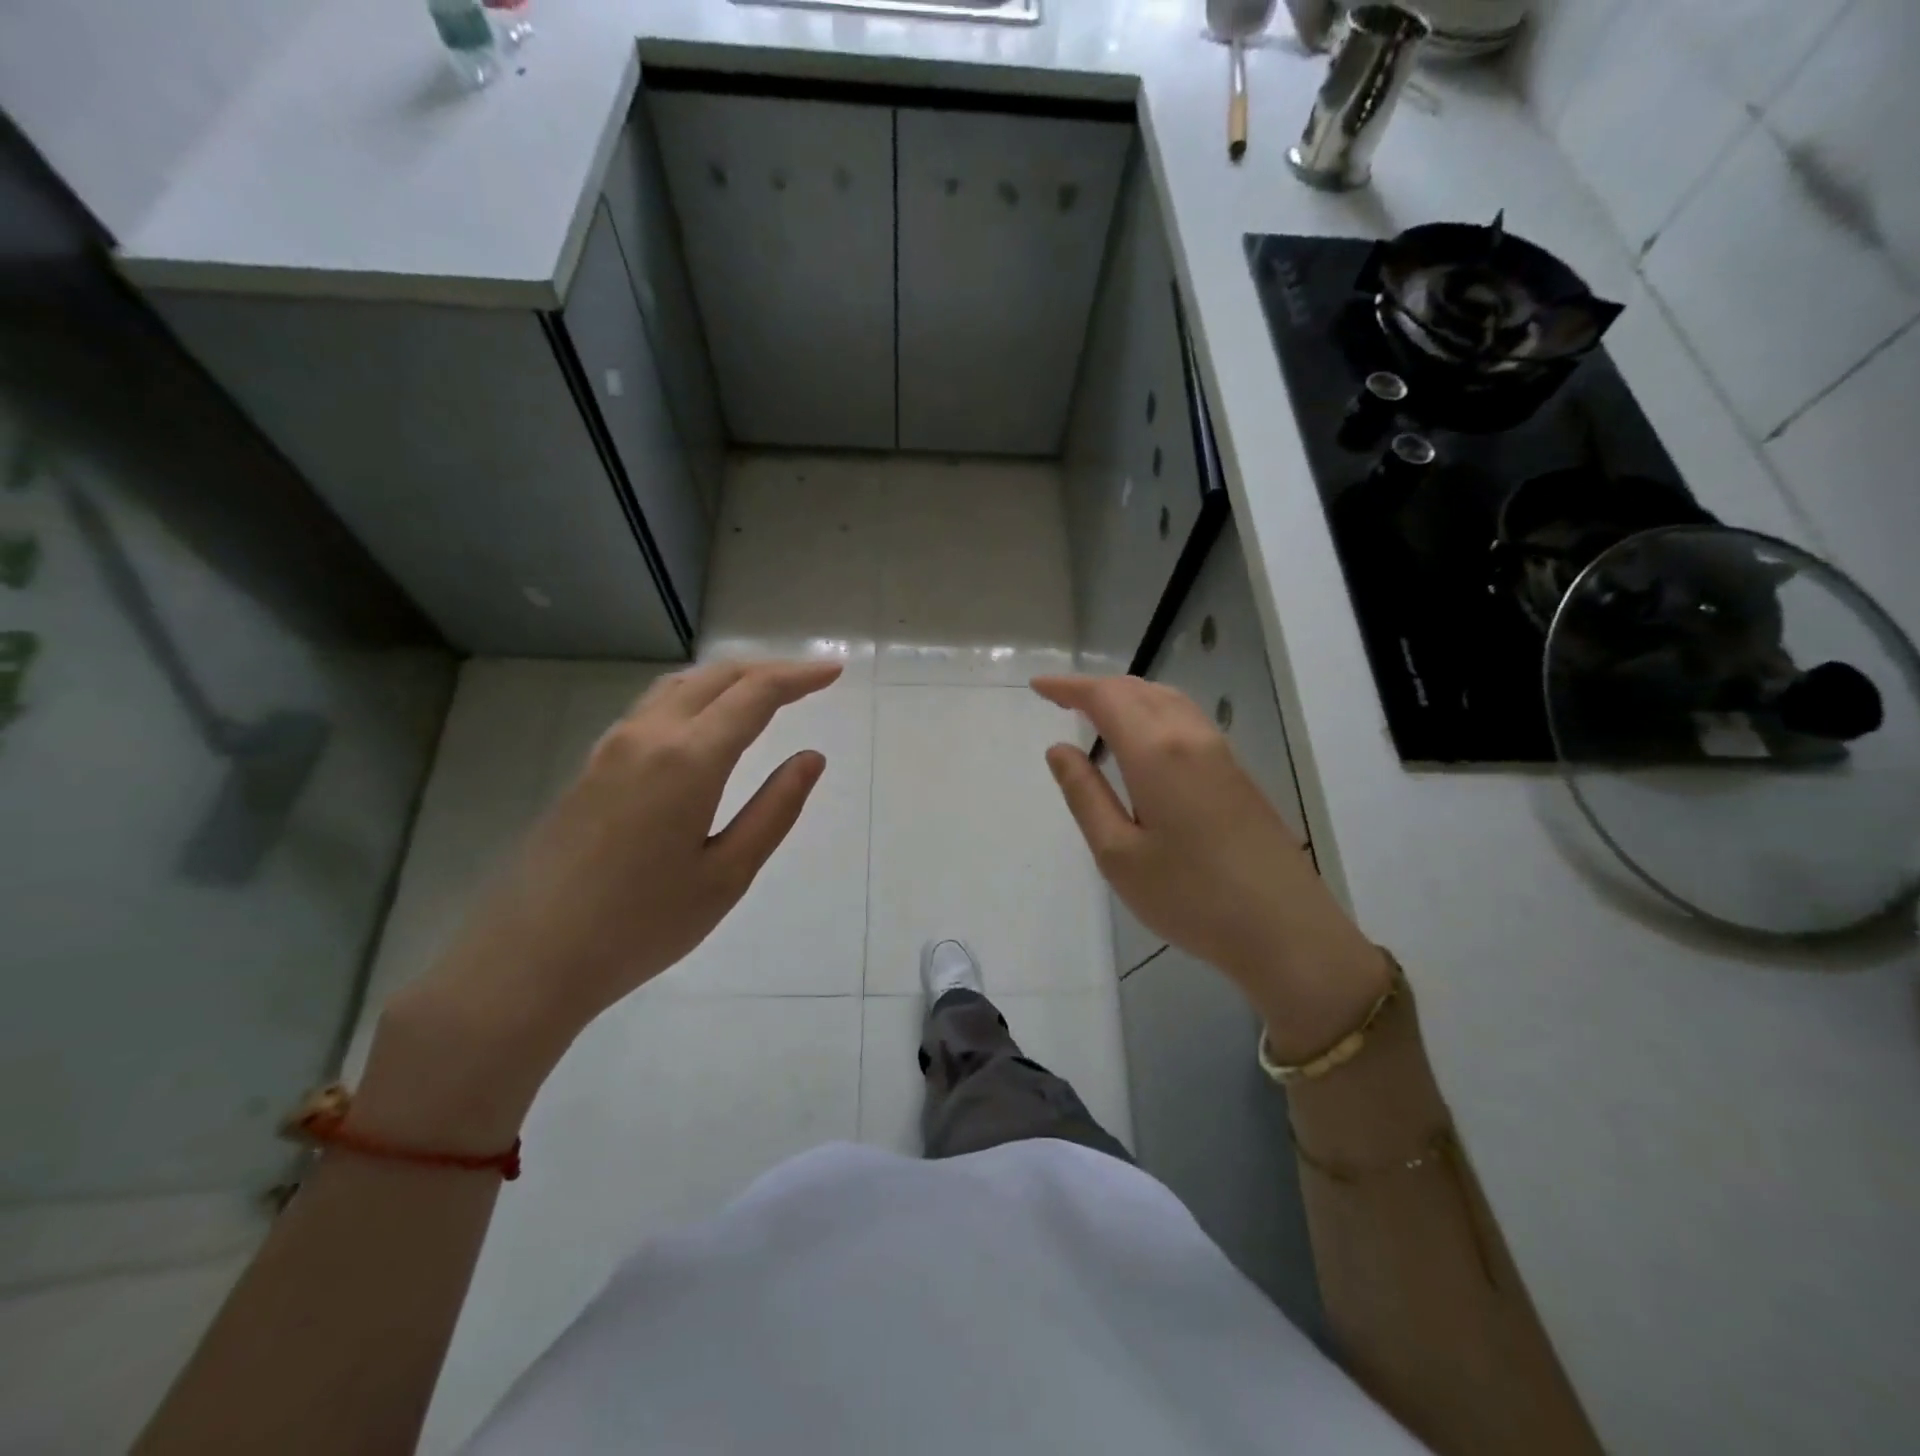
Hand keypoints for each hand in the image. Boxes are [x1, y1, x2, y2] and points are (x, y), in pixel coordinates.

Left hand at [363, 660, 840, 1141]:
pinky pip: (652, 709)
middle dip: (767, 669)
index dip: (799, 676)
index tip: (834, 671)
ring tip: (764, 692)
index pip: (754, 694)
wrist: (528, 960)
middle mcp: (647, 736)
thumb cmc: (641, 925)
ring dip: (727, 679)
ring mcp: (611, 749)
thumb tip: (811, 758)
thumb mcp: (727, 875)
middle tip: (809, 680)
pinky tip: (704, 724)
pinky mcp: (590, 768)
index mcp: (688, 759)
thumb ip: (774, 809)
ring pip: (678, 687)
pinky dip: (694, 697)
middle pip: (715, 677)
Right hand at [1032, 674, 1389, 1060]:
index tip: (1038, 685)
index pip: (1106, 697)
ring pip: (1168, 700)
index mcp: (1156, 752)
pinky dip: (1154, 712)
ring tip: (1097, 712)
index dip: (1069, 686)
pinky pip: (1187, 720)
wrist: (1286, 930)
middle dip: (1096, 687)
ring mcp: (1221, 753)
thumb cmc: (1190, 897)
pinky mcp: (1238, 773)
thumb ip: (1085, 795)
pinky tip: (1144, 740)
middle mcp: (1191, 738)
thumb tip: (1059, 750)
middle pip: (1139, 690)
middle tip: (1061, 699)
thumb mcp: (1118, 854)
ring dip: (1128, 695)